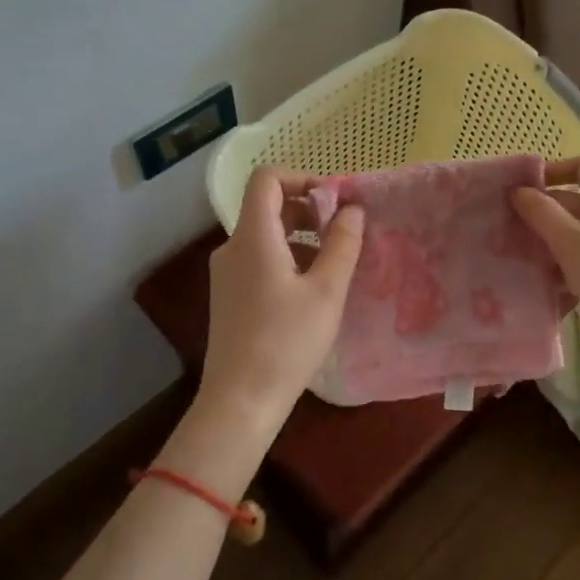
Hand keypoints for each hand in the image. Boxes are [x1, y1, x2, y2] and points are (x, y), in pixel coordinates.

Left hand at [197, 166, 363, 428]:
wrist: (240, 400)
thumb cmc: (287, 341)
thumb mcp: (327, 291)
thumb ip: (342, 244)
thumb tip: (352, 210)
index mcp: (253, 237)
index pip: (267, 179)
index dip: (302, 178)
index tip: (334, 202)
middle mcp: (233, 247)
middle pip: (268, 206)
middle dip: (308, 210)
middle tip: (342, 234)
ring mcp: (227, 273)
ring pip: (265, 235)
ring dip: (301, 237)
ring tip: (333, 265)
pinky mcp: (229, 296)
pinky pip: (259, 259)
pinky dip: (287, 259)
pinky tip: (311, 291)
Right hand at [511, 157, 579, 364]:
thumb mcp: (573, 243)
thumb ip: (543, 214)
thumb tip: (518, 190)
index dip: (553, 171)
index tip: (521, 190)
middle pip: (571, 205)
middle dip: (538, 216)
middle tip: (502, 231)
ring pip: (570, 239)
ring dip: (544, 248)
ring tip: (512, 262)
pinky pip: (577, 267)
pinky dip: (558, 274)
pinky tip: (537, 291)